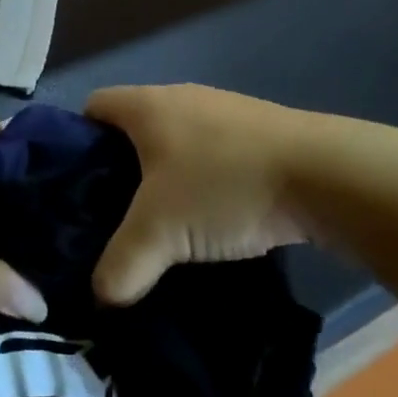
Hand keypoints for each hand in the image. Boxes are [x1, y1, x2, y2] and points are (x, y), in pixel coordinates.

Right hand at [87, 85, 314, 305]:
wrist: (323, 174)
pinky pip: (209, 155)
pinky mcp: (256, 134)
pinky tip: (209, 221)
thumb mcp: (161, 231)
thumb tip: (101, 298)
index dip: (74, 143)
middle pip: (130, 129)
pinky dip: (199, 184)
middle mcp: (179, 98)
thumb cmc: (224, 186)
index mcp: (146, 105)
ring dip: (162, 181)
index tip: (74, 188)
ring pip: (172, 145)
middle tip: (111, 218)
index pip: (92, 107)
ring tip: (160, 227)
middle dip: (117, 171)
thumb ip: (121, 265)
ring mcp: (221, 112)